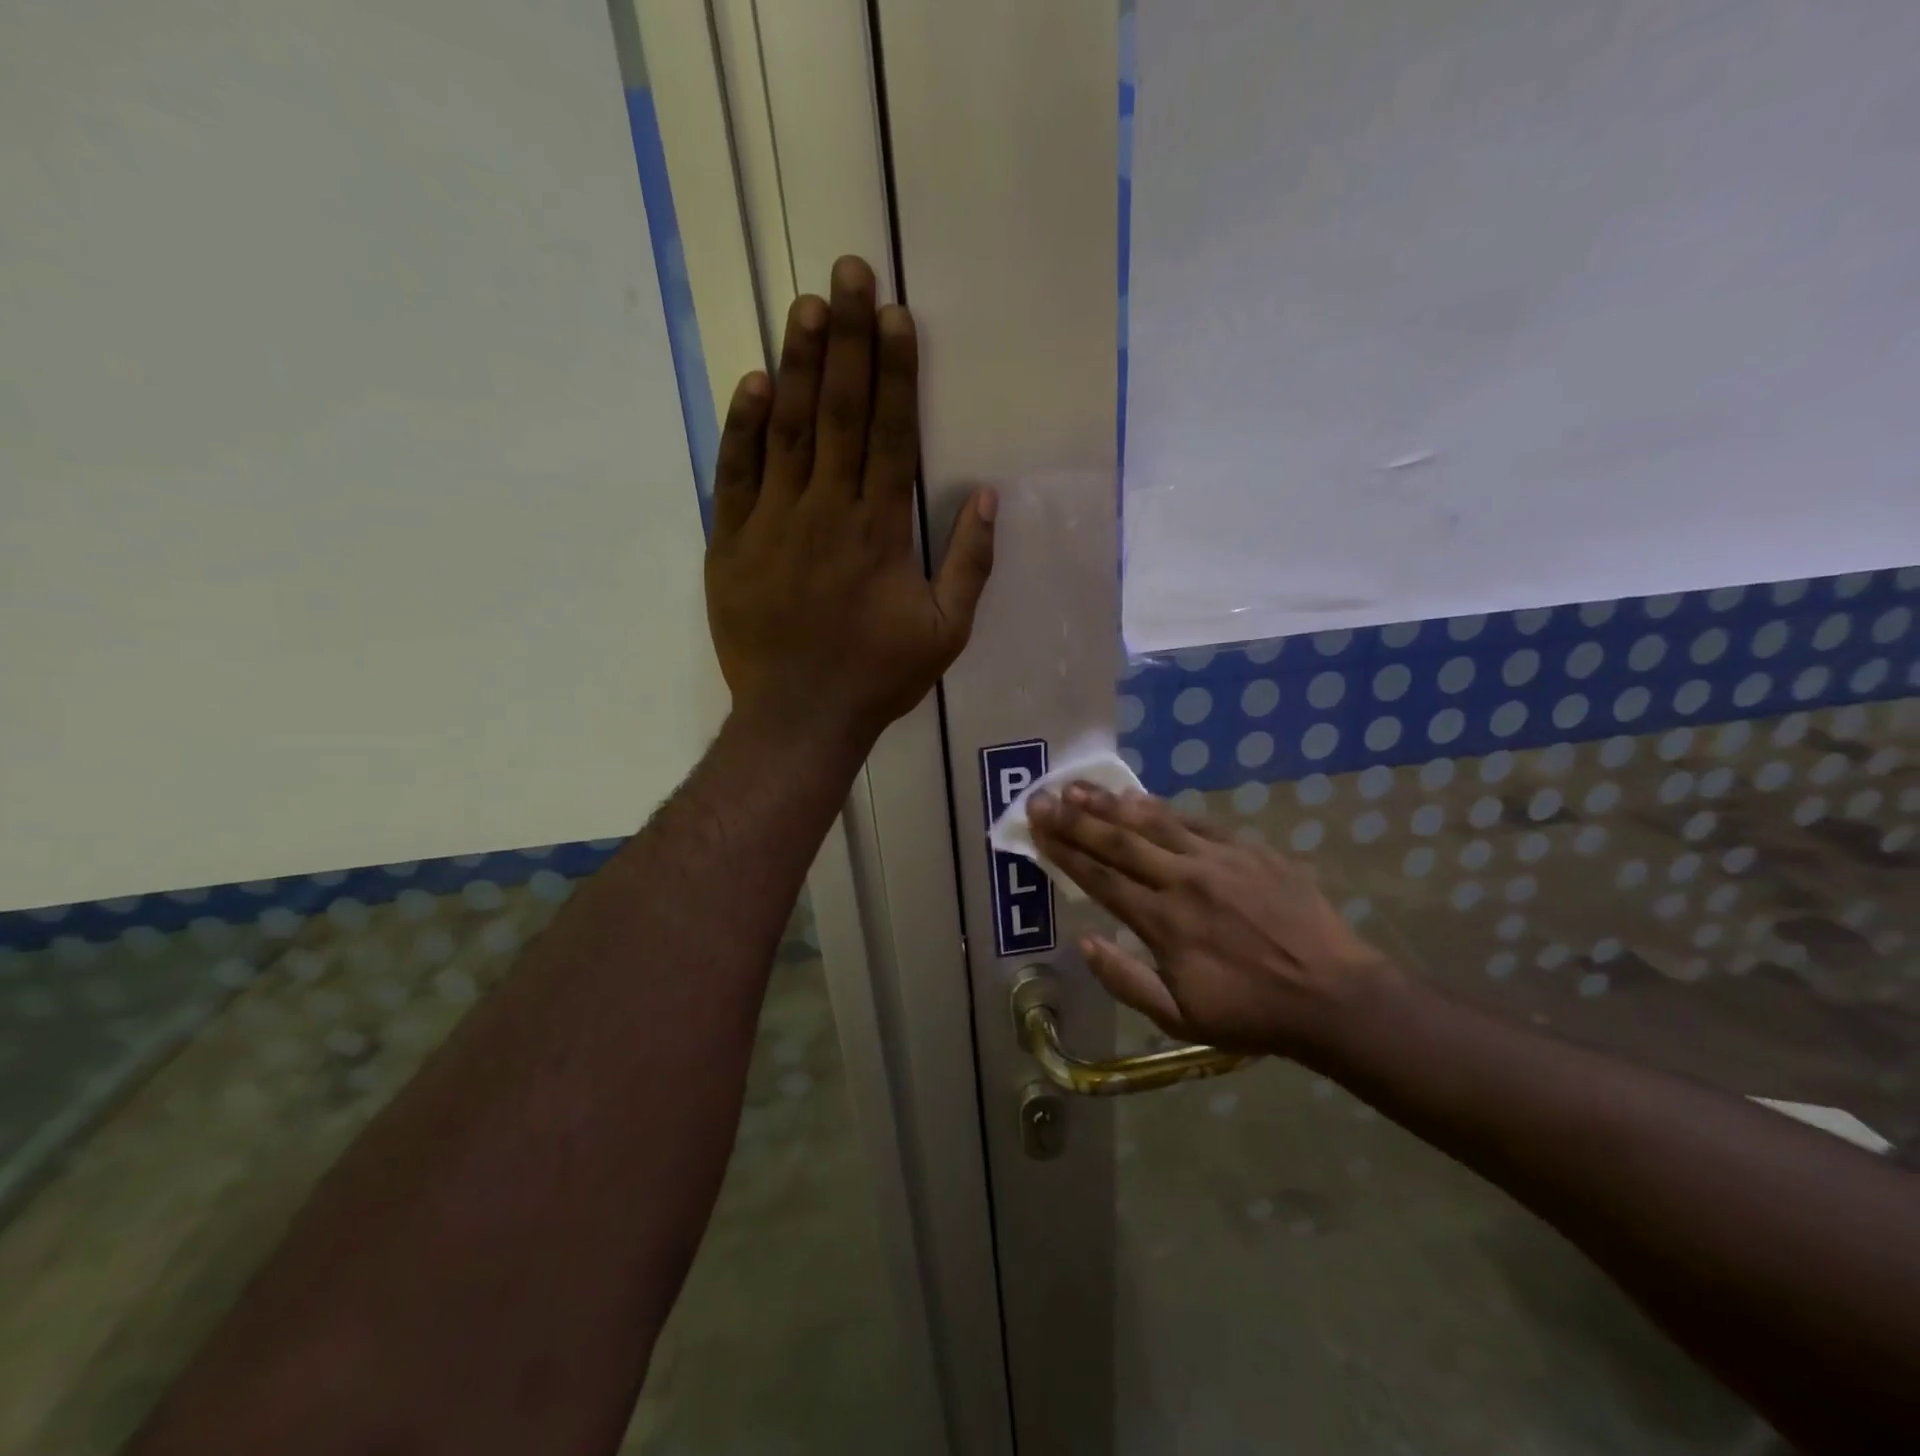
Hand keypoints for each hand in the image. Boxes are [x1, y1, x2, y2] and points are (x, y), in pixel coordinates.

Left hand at [704, 255, 996, 743]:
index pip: (891, 434)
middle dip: (848, 339)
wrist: (798, 717)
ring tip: (806, 305)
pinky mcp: (731, 543)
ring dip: (799, 365)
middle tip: (850, 272)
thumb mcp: (945, 632)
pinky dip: (744, 428)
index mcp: (880, 530)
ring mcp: (773, 524)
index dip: (895, 371)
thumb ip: (970, 565)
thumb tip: (988, 498)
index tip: (897, 316)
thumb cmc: (878, 677)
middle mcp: (827, 511)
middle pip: (840, 413)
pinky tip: (755, 383)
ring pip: (788, 430)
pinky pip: (736, 474)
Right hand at [1028, 784, 1397, 1057]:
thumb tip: (1083, 941)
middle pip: (1119, 843)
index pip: (1101, 879)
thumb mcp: (1180, 1017)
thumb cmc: (1250, 1013)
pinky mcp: (1249, 850)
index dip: (1065, 852)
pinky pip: (1196, 822)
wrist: (1333, 995)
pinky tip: (1140, 798)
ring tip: (1079, 786)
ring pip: (1154, 822)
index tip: (1037, 829)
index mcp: (1164, 922)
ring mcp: (1218, 860)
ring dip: (1112, 804)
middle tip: (1042, 797)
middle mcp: (1184, 881)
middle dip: (1075, 819)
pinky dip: (1163, 809)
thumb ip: (1126, 980)